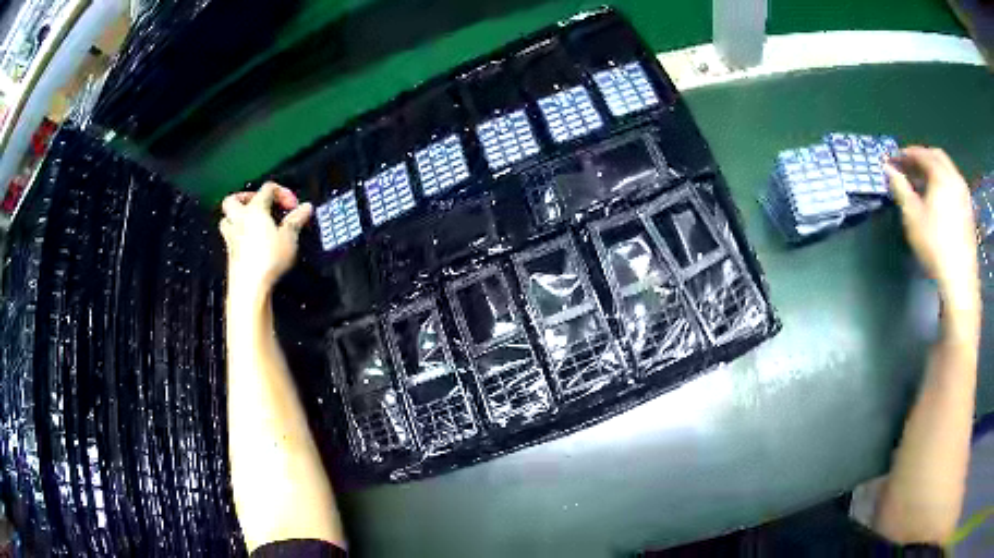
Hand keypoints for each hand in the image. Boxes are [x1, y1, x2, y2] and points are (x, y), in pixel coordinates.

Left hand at [219, 182, 312, 296]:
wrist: (250, 287)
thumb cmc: (267, 260)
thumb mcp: (289, 237)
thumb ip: (296, 219)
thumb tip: (305, 208)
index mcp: (255, 210)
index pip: (267, 189)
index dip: (282, 192)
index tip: (293, 206)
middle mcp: (240, 220)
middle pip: (234, 199)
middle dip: (246, 197)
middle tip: (259, 203)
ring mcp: (232, 237)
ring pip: (227, 218)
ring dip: (237, 216)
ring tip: (250, 221)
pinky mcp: (231, 254)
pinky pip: (230, 237)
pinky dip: (238, 235)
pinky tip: (249, 242)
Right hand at [885, 147, 979, 315]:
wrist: (959, 280)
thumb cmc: (934, 246)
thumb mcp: (912, 216)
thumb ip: (900, 188)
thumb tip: (888, 169)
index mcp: (941, 174)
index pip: (921, 154)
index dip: (906, 154)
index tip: (894, 161)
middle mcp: (955, 177)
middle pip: (937, 157)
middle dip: (922, 158)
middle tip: (909, 168)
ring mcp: (964, 195)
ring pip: (948, 171)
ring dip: (934, 171)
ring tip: (923, 184)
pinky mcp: (969, 211)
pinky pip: (954, 186)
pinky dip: (944, 184)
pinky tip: (938, 200)